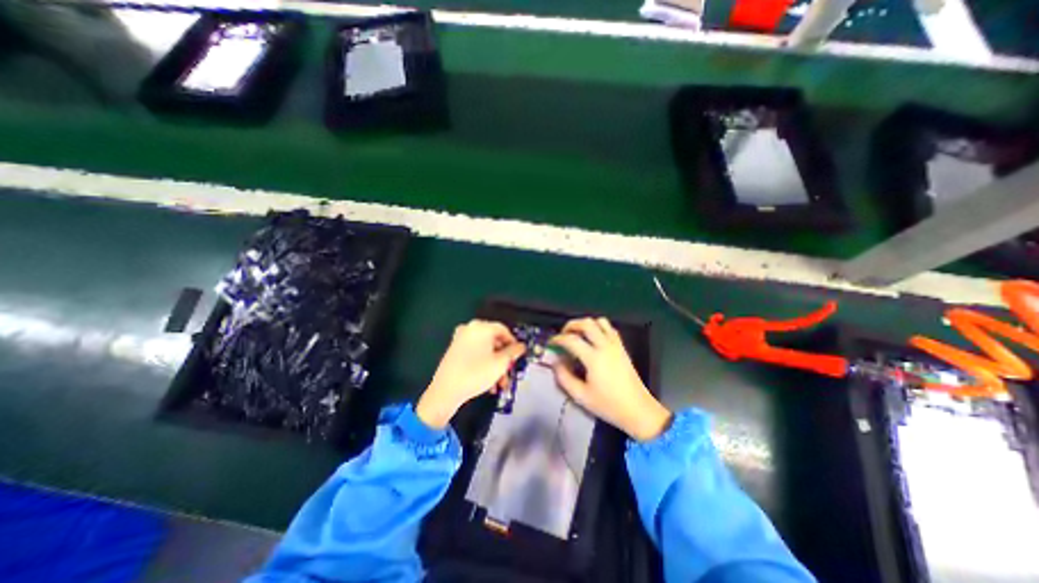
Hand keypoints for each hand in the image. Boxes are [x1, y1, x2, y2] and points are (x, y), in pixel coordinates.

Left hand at [417, 319, 528, 428]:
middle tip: (509, 372)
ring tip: (498, 384)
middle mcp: (470, 329)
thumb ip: (513, 352)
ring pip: (485, 350)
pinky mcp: (454, 350)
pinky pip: (475, 353)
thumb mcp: (501, 363)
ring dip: (494, 365)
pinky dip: (483, 364)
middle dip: (503, 359)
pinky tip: (487, 382)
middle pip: (494, 341)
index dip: (513, 343)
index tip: (518, 356)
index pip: (504, 330)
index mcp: (481, 327)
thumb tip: (521, 346)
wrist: (446, 391)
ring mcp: (460, 339)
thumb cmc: (476, 373)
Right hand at [552, 319, 673, 441]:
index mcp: (594, 358)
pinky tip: (593, 338)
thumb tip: (555, 362)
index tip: (551, 343)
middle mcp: (605, 346)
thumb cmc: (608, 405)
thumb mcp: (581, 396)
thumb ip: (564, 377)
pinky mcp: (622, 347)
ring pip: (599, 321)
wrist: (638, 410)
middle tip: (563, 334)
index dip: (558, 339)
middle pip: (586, 323)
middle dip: (571, 325)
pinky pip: (610, 328)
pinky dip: (598, 327)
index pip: (571, 340)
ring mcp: (616, 345)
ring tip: (577, 334)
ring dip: (586, 324)